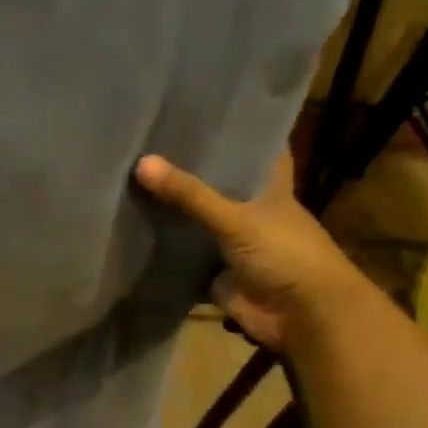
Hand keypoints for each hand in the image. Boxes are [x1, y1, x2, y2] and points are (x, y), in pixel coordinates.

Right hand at [134, 152, 364, 352]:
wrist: (304, 318)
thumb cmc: (286, 254)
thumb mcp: (237, 218)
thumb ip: (190, 194)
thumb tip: (141, 162)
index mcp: (268, 188)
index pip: (255, 149)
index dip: (234, 131)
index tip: (202, 110)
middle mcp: (248, 210)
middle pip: (215, 183)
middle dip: (185, 168)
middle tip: (143, 141)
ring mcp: (229, 242)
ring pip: (194, 219)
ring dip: (168, 207)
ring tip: (124, 175)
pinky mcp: (213, 271)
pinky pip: (180, 254)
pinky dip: (159, 247)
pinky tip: (126, 226)